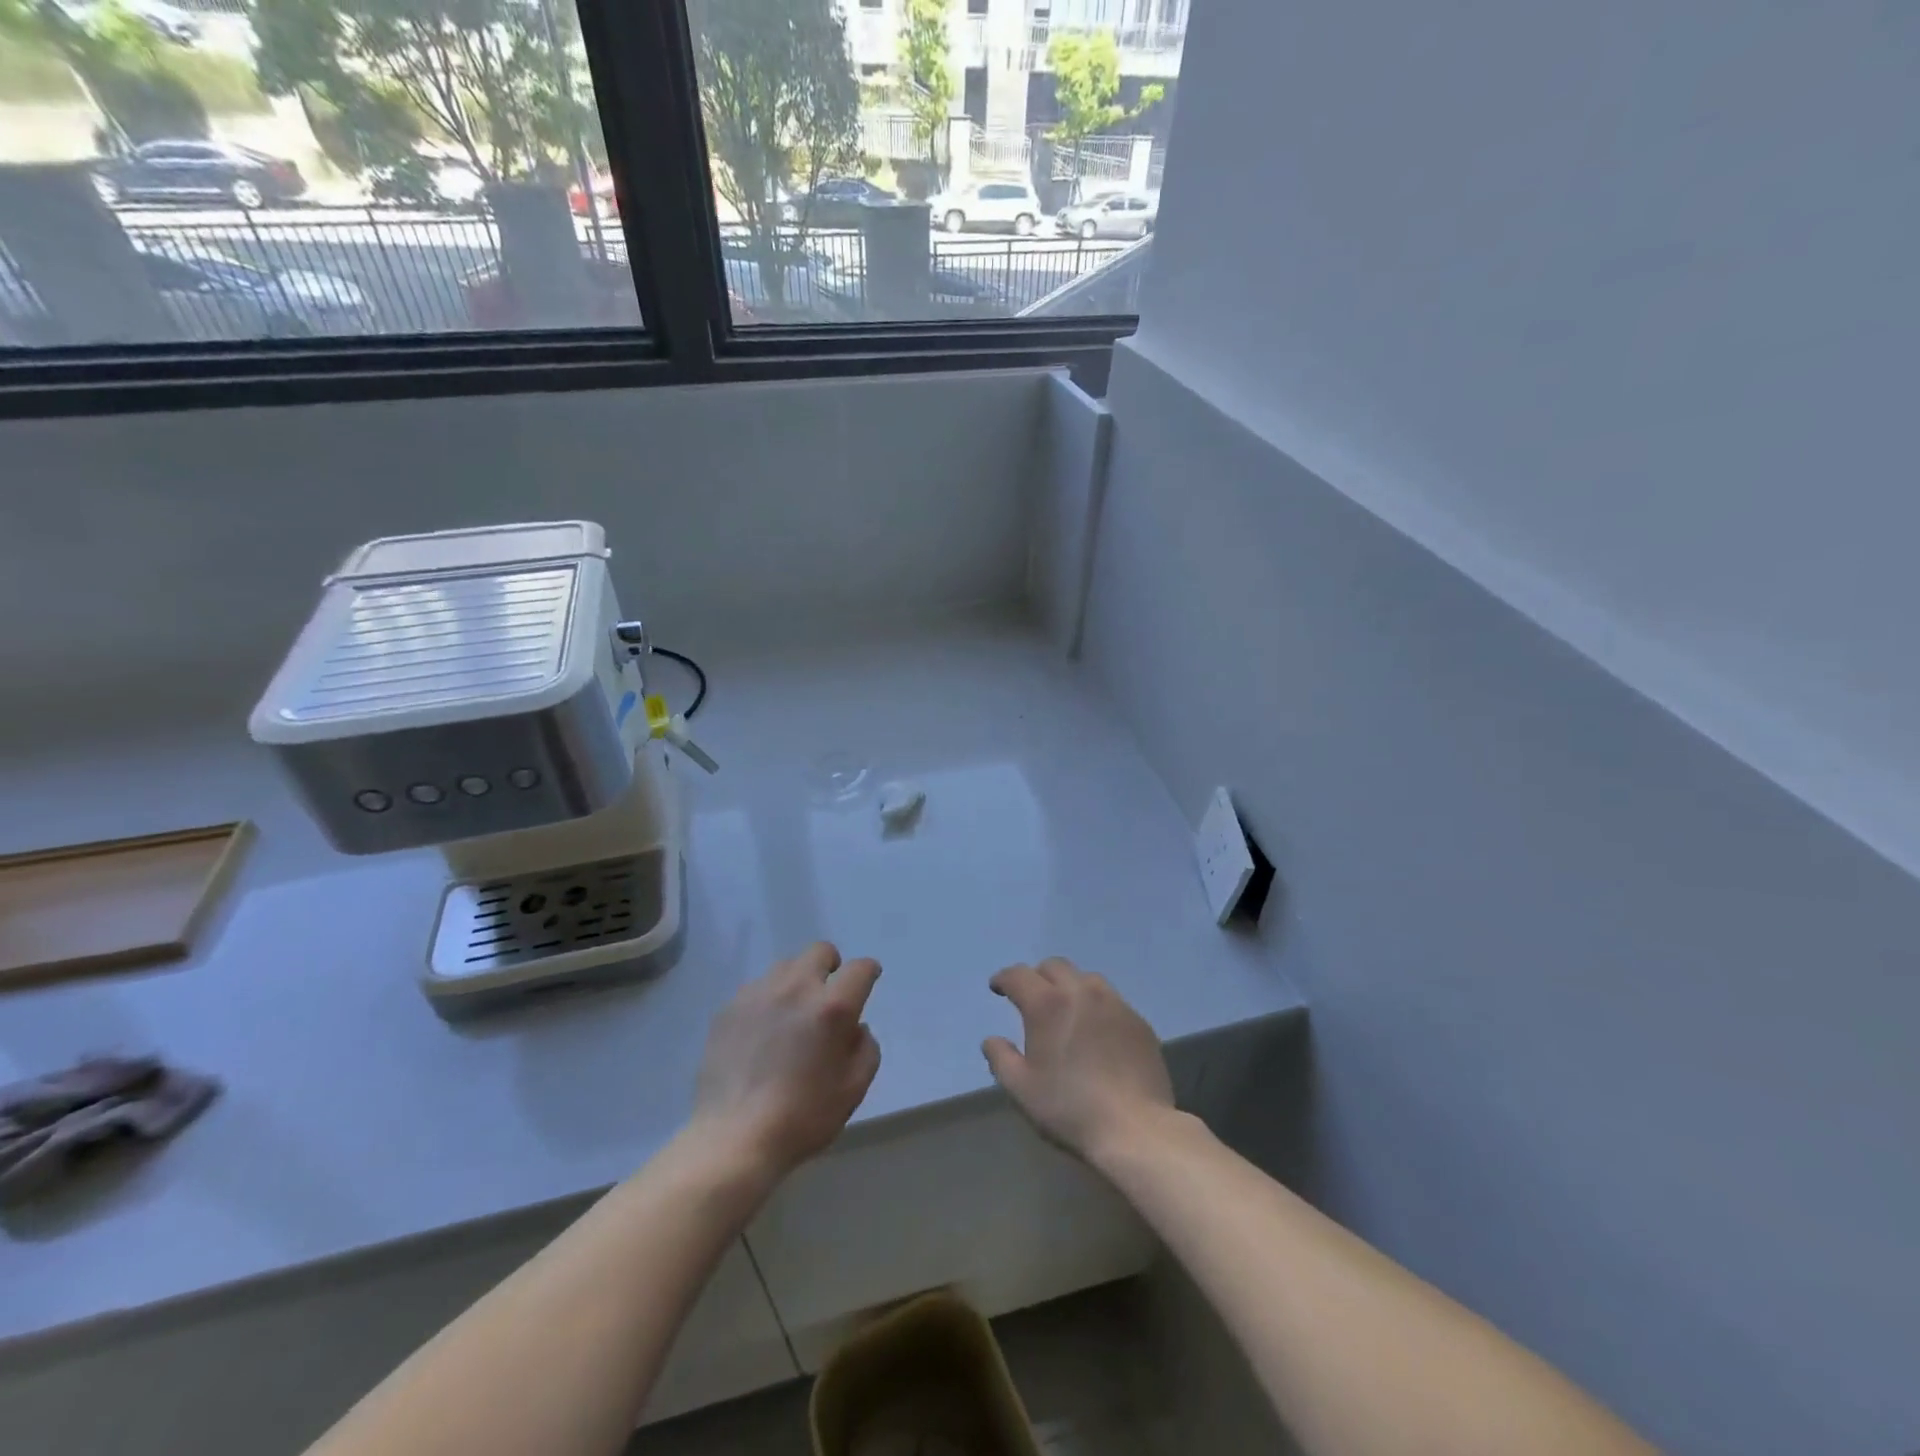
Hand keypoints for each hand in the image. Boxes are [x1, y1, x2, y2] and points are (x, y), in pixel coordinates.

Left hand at [689, 942, 882, 1177]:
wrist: (734, 1138)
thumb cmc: (802, 1117)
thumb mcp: (853, 1089)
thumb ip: (866, 1049)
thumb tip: (856, 1028)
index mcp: (832, 1007)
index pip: (860, 969)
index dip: (868, 972)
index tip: (868, 982)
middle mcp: (797, 988)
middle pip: (820, 951)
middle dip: (832, 965)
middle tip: (828, 995)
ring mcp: (759, 994)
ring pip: (786, 966)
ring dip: (798, 980)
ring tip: (793, 1013)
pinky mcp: (729, 1008)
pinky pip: (757, 988)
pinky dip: (768, 999)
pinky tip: (763, 1030)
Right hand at [982, 958, 1174, 1163]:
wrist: (1135, 1128)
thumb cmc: (1070, 1108)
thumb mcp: (1021, 1089)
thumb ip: (1000, 1058)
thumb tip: (992, 1040)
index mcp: (1047, 1004)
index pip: (1019, 975)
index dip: (1004, 978)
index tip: (997, 988)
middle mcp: (1081, 992)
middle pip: (1055, 966)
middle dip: (1037, 977)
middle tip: (1031, 998)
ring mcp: (1115, 1004)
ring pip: (1086, 979)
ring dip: (1069, 986)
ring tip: (1066, 1010)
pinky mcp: (1138, 1021)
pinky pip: (1111, 1001)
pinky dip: (1096, 1006)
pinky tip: (1096, 1031)